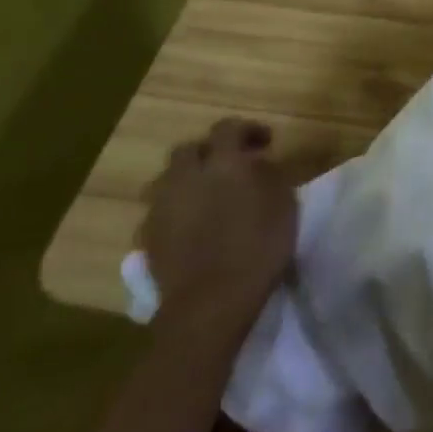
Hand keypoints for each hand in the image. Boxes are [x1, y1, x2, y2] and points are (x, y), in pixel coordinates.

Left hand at [141, 118, 327, 329]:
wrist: (210, 303)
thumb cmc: (259, 248)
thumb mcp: (284, 204)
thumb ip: (270, 175)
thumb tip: (258, 162)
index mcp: (222, 163)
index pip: (228, 128)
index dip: (247, 129)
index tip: (266, 143)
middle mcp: (186, 177)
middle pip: (189, 149)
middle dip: (209, 152)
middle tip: (231, 166)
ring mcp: (161, 207)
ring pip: (167, 179)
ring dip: (187, 180)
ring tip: (206, 196)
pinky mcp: (148, 237)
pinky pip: (160, 210)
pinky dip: (175, 209)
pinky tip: (192, 226)